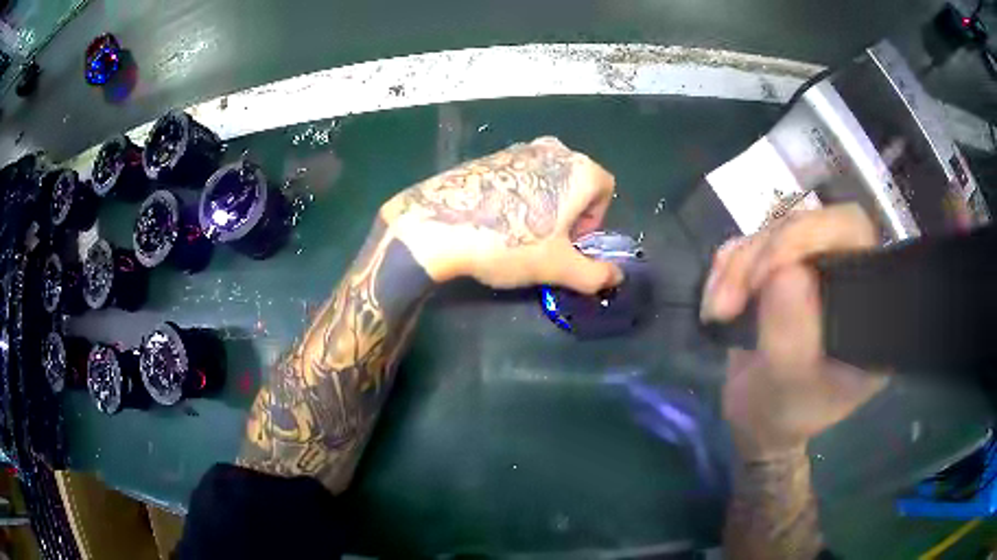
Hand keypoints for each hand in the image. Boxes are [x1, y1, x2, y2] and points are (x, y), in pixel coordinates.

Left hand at [380, 137, 622, 293]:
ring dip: (545, 205)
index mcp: (580, 168)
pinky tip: (496, 220)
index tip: (571, 242)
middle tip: (547, 241)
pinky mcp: (490, 155)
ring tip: (519, 233)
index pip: (605, 190)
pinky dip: (518, 196)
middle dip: (571, 213)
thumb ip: (595, 274)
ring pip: (547, 179)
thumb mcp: (559, 267)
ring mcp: (519, 148)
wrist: (439, 224)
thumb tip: (617, 278)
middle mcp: (554, 150)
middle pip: (577, 183)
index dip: (594, 220)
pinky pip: (519, 175)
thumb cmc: (511, 242)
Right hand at [700, 204, 887, 458]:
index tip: (767, 274)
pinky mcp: (779, 268)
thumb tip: (785, 271)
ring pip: (771, 229)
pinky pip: (748, 243)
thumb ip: (792, 336)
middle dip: (761, 254)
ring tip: (718, 310)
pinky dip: (726, 267)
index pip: (853, 232)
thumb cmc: (785, 413)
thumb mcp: (790, 386)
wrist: (759, 421)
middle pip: (806, 222)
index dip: (812, 233)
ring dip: (737, 265)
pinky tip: (716, 302)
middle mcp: (843, 271)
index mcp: (866, 299)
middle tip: (729, 300)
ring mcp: (809, 266)